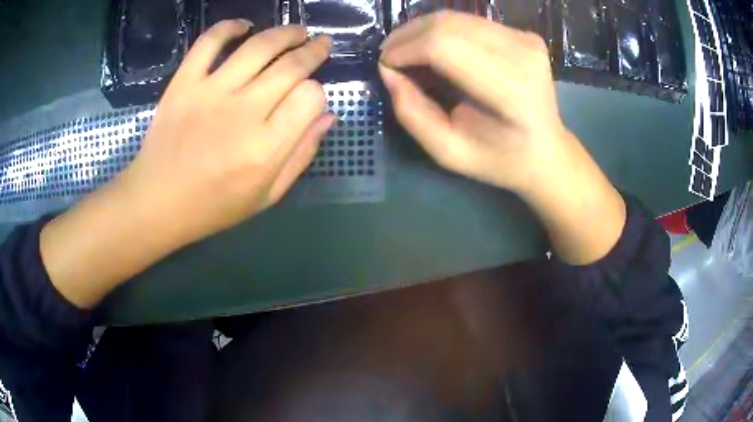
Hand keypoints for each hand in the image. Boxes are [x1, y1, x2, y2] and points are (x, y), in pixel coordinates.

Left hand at [41, 21, 333, 306]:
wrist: (156, 202)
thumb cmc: (213, 206)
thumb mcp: (266, 196)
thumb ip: (300, 156)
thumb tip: (327, 116)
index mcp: (266, 148)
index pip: (310, 97)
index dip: (317, 91)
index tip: (310, 95)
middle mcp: (243, 113)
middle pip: (291, 66)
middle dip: (314, 50)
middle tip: (321, 43)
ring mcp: (210, 92)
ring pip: (258, 46)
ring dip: (285, 33)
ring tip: (296, 31)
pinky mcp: (184, 83)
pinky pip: (209, 42)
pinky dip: (228, 27)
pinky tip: (243, 27)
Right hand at [380, 12, 625, 263]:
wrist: (545, 150)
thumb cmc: (499, 159)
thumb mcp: (449, 152)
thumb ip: (413, 113)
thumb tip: (387, 70)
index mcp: (512, 92)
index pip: (445, 47)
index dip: (406, 49)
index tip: (385, 64)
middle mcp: (523, 56)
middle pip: (448, 25)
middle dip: (408, 36)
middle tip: (390, 56)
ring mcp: (527, 41)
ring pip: (456, 18)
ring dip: (422, 30)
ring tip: (407, 52)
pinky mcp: (524, 34)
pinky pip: (470, 22)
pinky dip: (443, 30)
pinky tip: (435, 48)